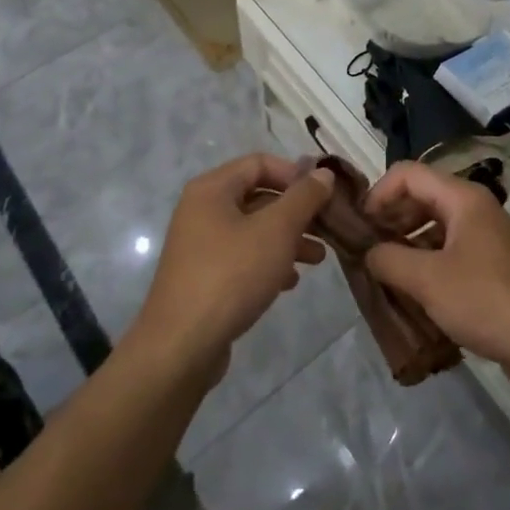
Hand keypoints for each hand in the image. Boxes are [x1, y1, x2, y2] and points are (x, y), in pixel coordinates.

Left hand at [130, 154, 331, 375]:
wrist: (181, 346)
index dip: (295, 174)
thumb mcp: (276, 230)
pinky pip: (243, 257)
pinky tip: (290, 281)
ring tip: (319, 258)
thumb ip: (304, 197)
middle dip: (296, 211)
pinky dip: (269, 261)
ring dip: (288, 238)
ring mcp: (200, 245)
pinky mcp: (204, 276)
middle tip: (328, 228)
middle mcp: (202, 210)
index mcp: (212, 188)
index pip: (260, 163)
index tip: (324, 195)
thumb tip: (324, 172)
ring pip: (254, 229)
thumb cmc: (231, 275)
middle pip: (258, 196)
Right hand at [362, 161, 509, 376]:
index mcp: (463, 198)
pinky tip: (416, 290)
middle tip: (369, 248)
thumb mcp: (427, 280)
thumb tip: (369, 252)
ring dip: (408, 241)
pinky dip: (429, 260)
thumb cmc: (484, 301)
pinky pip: (452, 248)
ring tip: (387, 271)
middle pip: (423, 195)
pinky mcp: (495, 264)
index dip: (379, 193)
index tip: (360, 226)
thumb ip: (389, 259)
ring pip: (437, 224)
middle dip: (392, 217)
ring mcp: (489, 236)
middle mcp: (477, 208)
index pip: (409, 173)